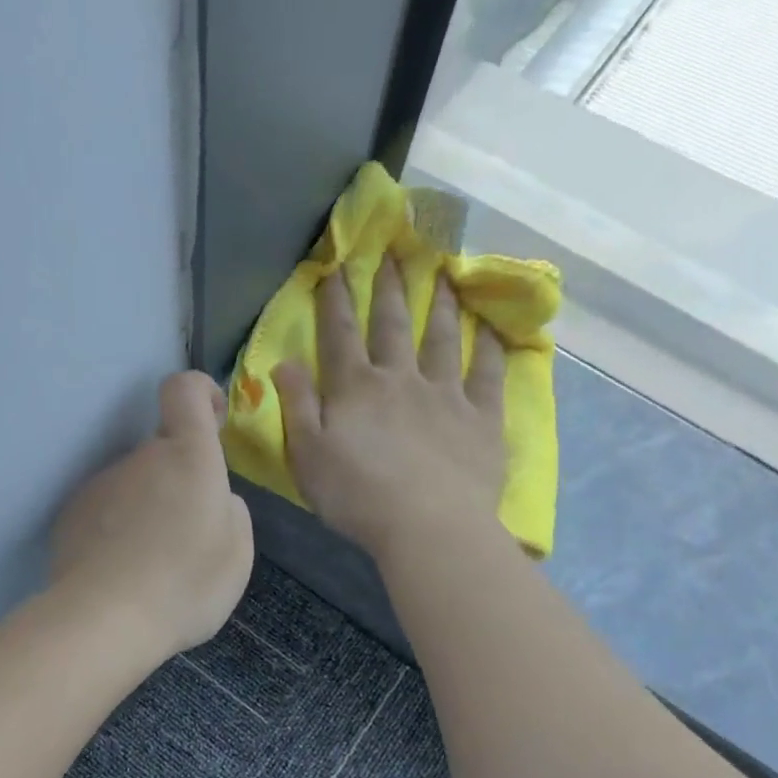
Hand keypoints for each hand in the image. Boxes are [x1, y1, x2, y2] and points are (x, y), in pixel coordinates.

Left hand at [51, 371, 253, 661]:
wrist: (105, 620)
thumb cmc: (185, 584)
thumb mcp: (238, 553)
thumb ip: (230, 511)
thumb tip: (214, 499)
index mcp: (188, 456)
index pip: (183, 389)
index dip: (199, 392)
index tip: (211, 417)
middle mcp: (140, 458)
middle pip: (161, 450)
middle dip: (178, 479)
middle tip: (190, 533)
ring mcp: (100, 484)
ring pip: (133, 484)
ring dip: (147, 508)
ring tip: (153, 563)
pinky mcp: (71, 514)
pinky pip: (105, 511)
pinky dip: (116, 530)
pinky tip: (121, 572)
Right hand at [273, 260, 505, 557]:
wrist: (427, 526)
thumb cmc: (356, 495)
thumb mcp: (307, 454)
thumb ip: (296, 405)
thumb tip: (283, 361)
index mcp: (355, 388)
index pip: (340, 335)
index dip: (335, 300)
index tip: (335, 266)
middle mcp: (401, 379)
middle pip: (393, 325)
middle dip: (389, 287)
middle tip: (393, 251)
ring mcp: (446, 395)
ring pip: (443, 339)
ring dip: (441, 305)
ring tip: (443, 274)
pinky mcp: (481, 418)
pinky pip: (488, 375)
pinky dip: (491, 350)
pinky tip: (494, 330)